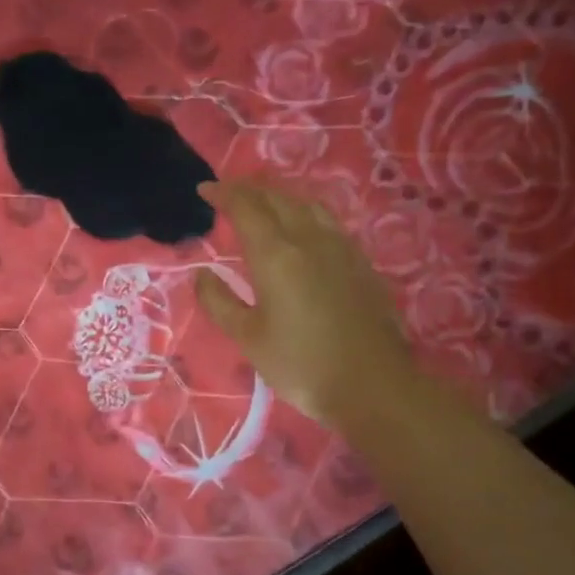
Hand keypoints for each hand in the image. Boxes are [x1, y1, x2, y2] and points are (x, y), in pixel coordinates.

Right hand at [194, 179, 416, 426]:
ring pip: (307, 205)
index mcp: (276, 256)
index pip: (246, 209)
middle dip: (250, 189)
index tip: (204, 189)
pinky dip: (305, 211)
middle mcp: (310, 240)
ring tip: (263, 200)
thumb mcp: (248, 337)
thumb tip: (201, 273)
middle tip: (228, 191)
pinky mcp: (361, 263)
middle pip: (278, 199)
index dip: (224, 194)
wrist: (372, 386)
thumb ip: (219, 301)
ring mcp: (341, 249)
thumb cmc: (300, 364)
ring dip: (280, 196)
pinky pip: (328, 221)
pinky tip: (303, 226)